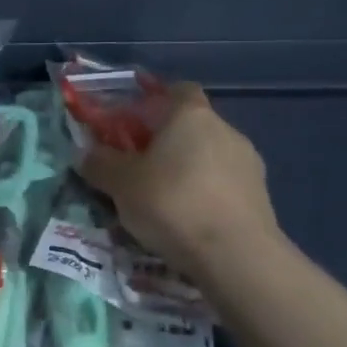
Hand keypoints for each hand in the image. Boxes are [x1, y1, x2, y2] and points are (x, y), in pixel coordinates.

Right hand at [76, 83, 284, 283]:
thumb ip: (100, 163)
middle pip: (190, 126)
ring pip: (208, 157)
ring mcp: (248, 164)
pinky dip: (204, 196)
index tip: (132, 122)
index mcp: (191, 115)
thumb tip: (86, 153)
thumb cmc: (172, 203)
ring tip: (161, 202)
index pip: (176, 89)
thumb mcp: (120, 184)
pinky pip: (223, 186)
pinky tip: (187, 221)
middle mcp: (225, 130)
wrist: (237, 257)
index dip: (154, 100)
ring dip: (186, 171)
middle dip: (165, 142)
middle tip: (137, 167)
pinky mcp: (261, 197)